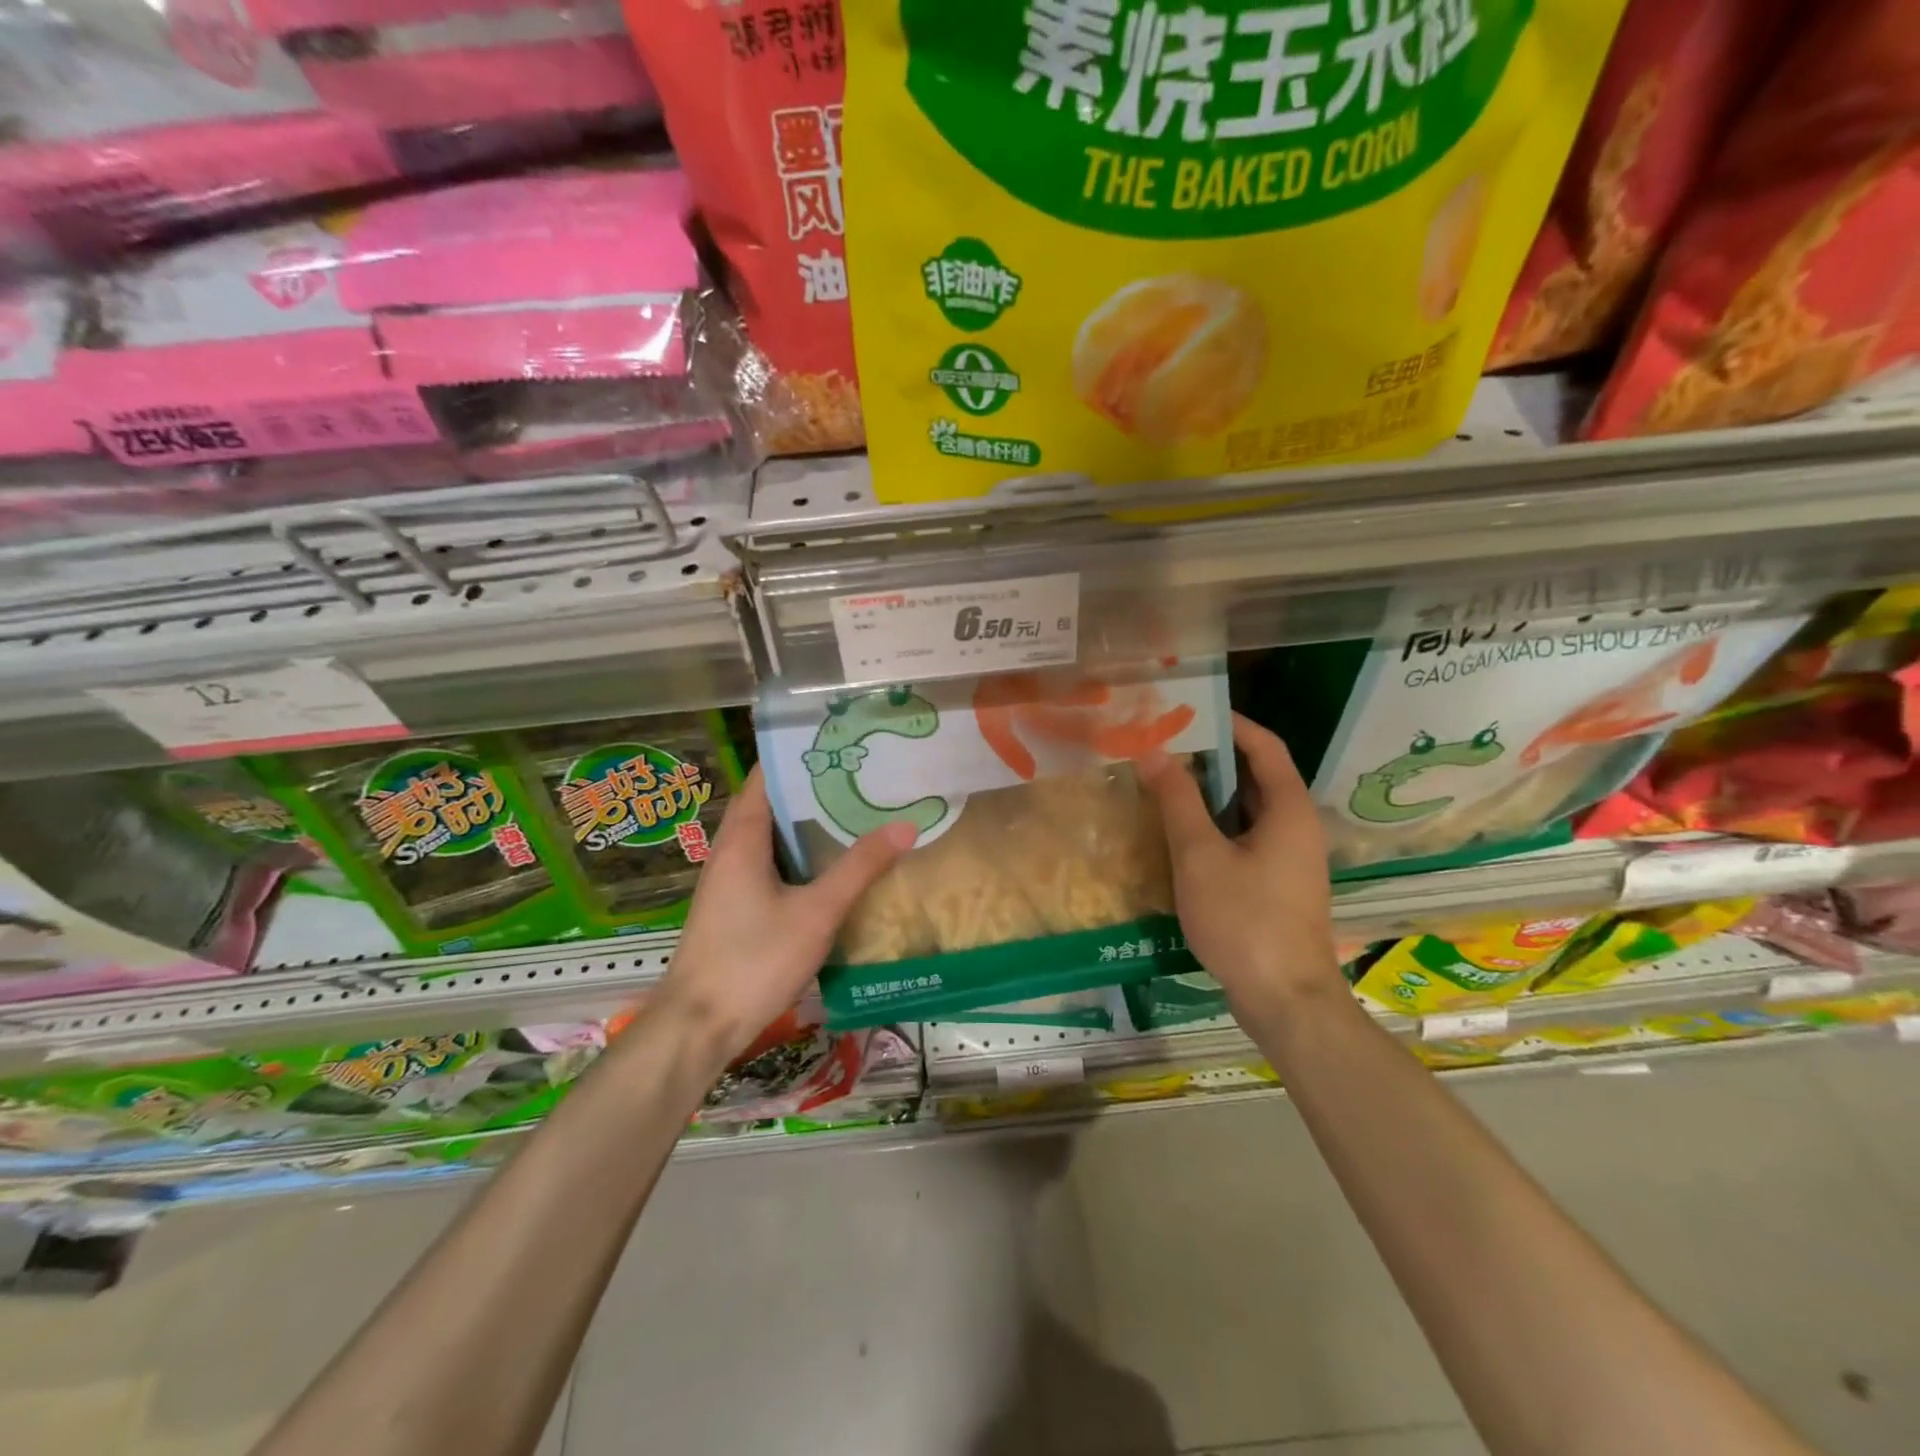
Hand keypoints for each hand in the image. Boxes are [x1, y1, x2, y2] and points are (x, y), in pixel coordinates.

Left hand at [653, 767, 915, 1064]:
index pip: (766, 777)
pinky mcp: (735, 906)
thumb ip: (860, 868)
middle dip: (812, 789)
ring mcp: (730, 880)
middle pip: (771, 804)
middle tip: (861, 776)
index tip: (840, 744)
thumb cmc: (754, 958)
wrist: (699, 1025)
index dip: (798, 757)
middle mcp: (730, 851)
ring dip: (807, 824)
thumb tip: (905, 826)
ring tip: (855, 810)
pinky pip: (770, 864)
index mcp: (742, 839)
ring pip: (772, 838)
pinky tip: (832, 865)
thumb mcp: (816, 911)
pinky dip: (799, 855)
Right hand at [1139, 713, 1343, 1021]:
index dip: (1231, 723)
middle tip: (1166, 744)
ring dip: (1210, 793)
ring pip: (1247, 810)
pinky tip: (1180, 834)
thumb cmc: (1246, 920)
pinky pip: (1245, 839)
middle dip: (1212, 757)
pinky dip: (1215, 826)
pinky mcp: (1276, 886)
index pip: (1265, 746)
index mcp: (1288, 810)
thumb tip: (1154, 750)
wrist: (1284, 1000)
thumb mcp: (1201, 856)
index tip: (1189, 711)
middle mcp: (1296, 827)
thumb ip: (1178, 800)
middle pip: (1256, 776)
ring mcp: (1289, 860)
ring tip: (1165, 780)